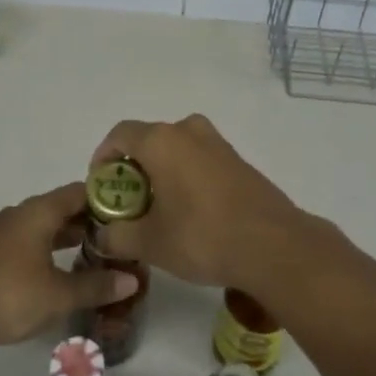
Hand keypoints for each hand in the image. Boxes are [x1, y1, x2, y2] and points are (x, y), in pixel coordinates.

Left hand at [0, 184, 139, 352]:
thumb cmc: (10, 295)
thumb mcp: (59, 294)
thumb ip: (96, 286)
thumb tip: (132, 281)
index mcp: (40, 211)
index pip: (81, 191)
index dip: (106, 199)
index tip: (129, 215)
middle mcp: (22, 214)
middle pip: (63, 207)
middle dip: (90, 221)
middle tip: (118, 238)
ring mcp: (5, 233)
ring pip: (46, 224)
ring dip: (69, 236)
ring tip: (96, 254)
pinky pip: (31, 239)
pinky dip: (50, 247)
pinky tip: (61, 269)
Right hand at [88, 115, 300, 290]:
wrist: (273, 245)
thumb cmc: (202, 236)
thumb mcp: (149, 243)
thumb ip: (117, 235)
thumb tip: (102, 235)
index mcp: (162, 140)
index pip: (119, 134)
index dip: (103, 158)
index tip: (102, 187)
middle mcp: (189, 130)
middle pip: (148, 140)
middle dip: (132, 169)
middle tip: (127, 203)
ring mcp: (217, 143)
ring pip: (176, 149)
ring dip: (160, 172)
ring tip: (157, 210)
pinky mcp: (237, 160)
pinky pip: (199, 159)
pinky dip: (185, 176)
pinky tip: (189, 212)